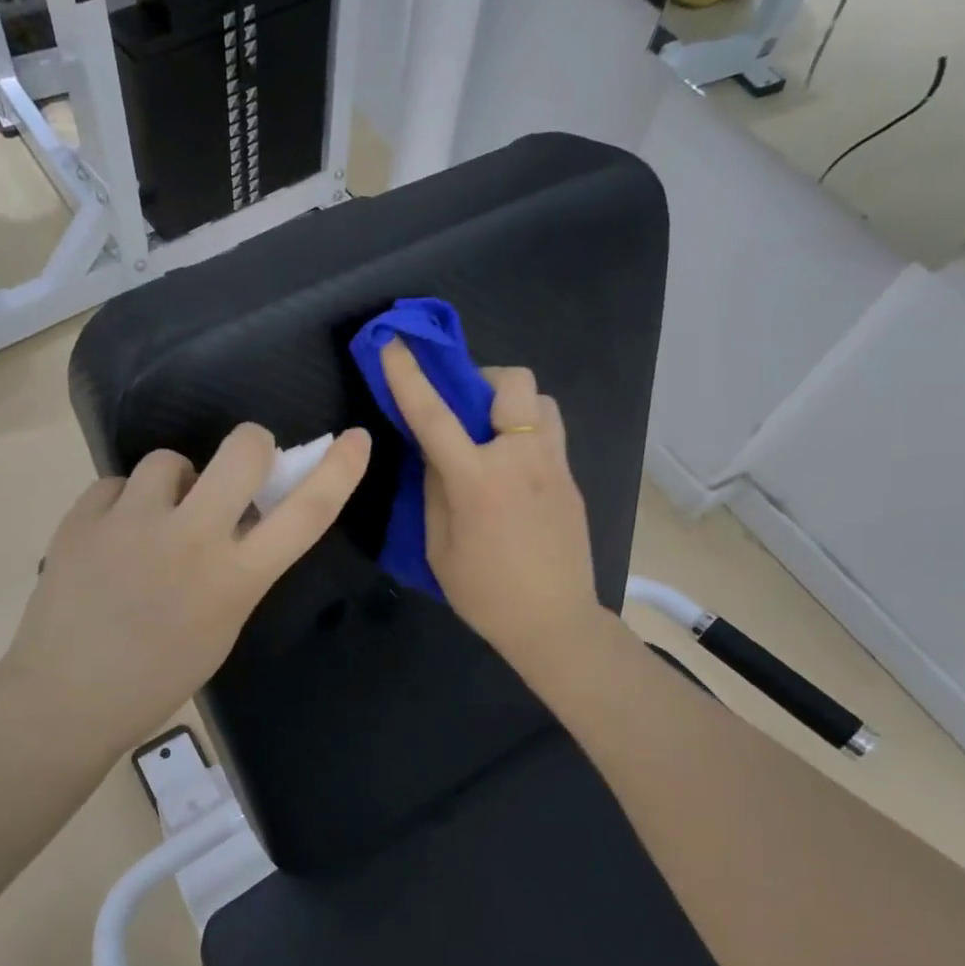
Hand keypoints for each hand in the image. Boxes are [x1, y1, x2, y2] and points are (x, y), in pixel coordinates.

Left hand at [2, 423, 370, 756]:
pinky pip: (117, 484)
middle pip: (242, 450)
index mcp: (235, 579)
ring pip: (169, 460)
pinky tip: (112, 539)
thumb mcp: (222, 626)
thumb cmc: (158, 678)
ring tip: (154, 522)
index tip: (356, 439)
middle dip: (251, 443)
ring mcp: (131, 523)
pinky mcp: (82, 518)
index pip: (306, 513)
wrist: (66, 699)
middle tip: (240, 464)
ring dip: (174, 484)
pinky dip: (123, 504)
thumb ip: (240, 568)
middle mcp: (190, 539)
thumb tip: (243, 518)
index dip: (339, 471)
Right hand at [380, 340, 603, 676]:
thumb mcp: (439, 546)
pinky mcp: (571, 480)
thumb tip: (436, 456)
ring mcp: (554, 466)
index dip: (408, 376)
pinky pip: (550, 434)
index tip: (393, 343)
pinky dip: (527, 432)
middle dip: (484, 377)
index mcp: (477, 480)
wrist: (554, 622)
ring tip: (493, 434)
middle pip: (513, 381)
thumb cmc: (485, 593)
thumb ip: (435, 491)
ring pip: (541, 402)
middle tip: (465, 407)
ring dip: (512, 404)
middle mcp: (520, 460)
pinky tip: (514, 469)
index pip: (434, 415)